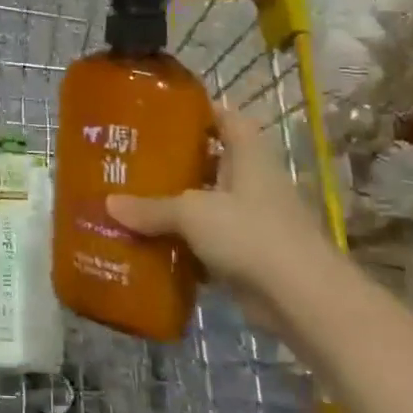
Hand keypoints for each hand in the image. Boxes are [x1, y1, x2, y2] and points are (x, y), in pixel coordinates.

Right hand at [105, 105, 334, 321]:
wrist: (303, 300)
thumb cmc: (251, 234)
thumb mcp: (192, 213)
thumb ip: (151, 208)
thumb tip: (109, 205)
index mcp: (248, 155)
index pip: (226, 118)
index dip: (199, 111)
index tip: (162, 112)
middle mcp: (254, 182)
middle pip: (213, 161)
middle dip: (177, 161)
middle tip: (135, 158)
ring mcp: (255, 220)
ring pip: (209, 204)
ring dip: (179, 206)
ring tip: (135, 200)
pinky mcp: (251, 256)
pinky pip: (210, 242)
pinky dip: (186, 244)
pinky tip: (153, 245)